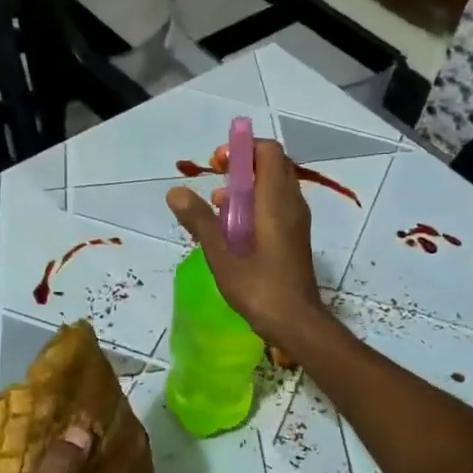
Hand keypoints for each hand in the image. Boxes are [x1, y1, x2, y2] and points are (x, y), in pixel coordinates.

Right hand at [166, 139, 326, 348]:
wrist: (297, 323)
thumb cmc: (260, 289)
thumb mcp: (222, 256)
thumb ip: (200, 221)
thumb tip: (175, 191)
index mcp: (276, 202)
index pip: (268, 152)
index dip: (242, 149)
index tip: (217, 164)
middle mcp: (291, 204)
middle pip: (271, 166)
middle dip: (241, 167)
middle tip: (215, 183)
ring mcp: (296, 221)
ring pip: (273, 187)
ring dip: (246, 189)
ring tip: (218, 209)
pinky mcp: (295, 237)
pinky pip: (276, 206)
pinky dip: (255, 206)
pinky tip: (233, 232)